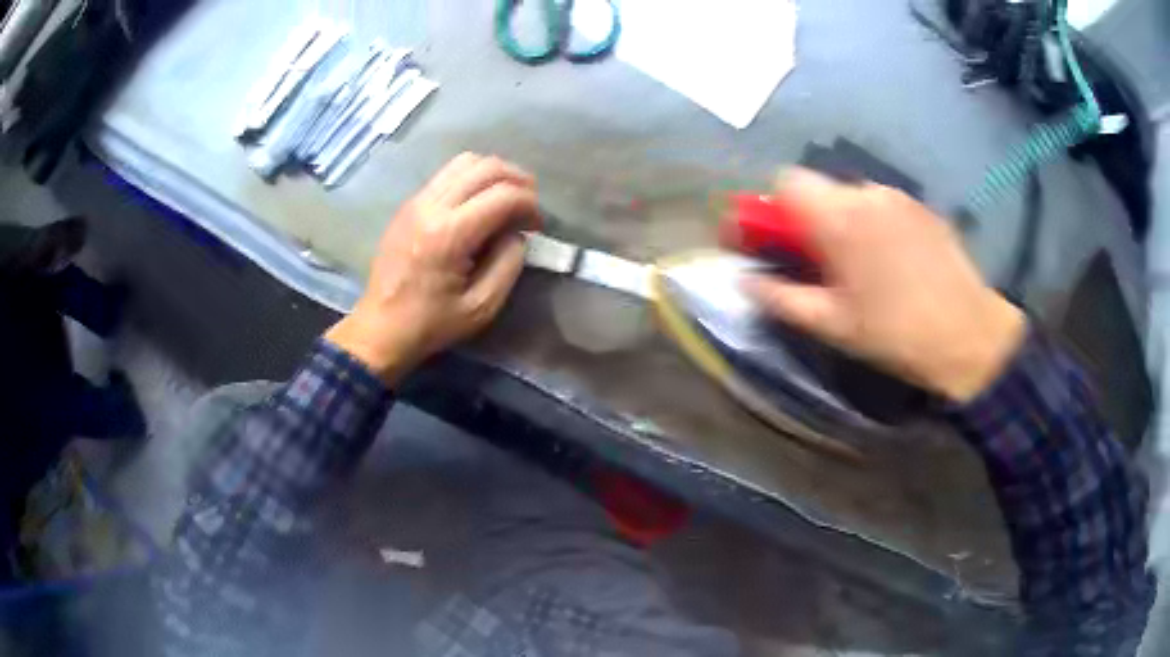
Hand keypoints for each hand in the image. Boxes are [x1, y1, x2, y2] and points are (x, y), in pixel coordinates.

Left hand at [326, 153, 539, 383]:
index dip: (530, 204)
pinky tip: (480, 202)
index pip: (503, 195)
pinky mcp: (409, 204)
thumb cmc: (431, 324)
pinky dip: (472, 178)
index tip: (538, 226)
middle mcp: (431, 207)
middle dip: (518, 180)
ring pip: (465, 161)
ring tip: (507, 197)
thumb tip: (517, 233)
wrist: (381, 327)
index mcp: (449, 235)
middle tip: (530, 205)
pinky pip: (447, 174)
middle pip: (486, 167)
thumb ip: (508, 264)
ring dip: (494, 173)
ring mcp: (416, 201)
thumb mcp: (482, 307)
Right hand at [735, 169, 1025, 401]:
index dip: (773, 208)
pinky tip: (894, 264)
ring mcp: (900, 197)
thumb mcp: (832, 325)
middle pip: (821, 189)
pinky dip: (875, 226)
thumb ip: (781, 298)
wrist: (970, 335)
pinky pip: (884, 206)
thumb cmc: (895, 333)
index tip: (776, 241)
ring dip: (845, 223)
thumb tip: (744, 281)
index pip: (787, 181)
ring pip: (854, 197)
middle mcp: (868, 194)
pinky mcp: (924, 208)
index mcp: (840, 217)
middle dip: (810, 220)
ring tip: (864, 268)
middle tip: (822, 264)